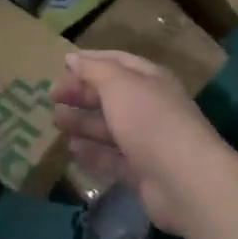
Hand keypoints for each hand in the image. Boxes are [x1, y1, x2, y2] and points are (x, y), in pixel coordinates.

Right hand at [52, 50, 237, 233]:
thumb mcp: (118, 84)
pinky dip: (92, 152)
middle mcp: (150, 107)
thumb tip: (73, 58)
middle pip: (111, 95)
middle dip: (81, 93)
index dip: (90, 61)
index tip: (61, 65)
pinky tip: (72, 149)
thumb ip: (94, 70)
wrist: (185, 181)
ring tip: (56, 122)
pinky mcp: (142, 172)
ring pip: (109, 127)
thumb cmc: (150, 120)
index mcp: (150, 79)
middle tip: (52, 97)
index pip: (117, 62)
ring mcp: (147, 141)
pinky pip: (112, 157)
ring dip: (83, 123)